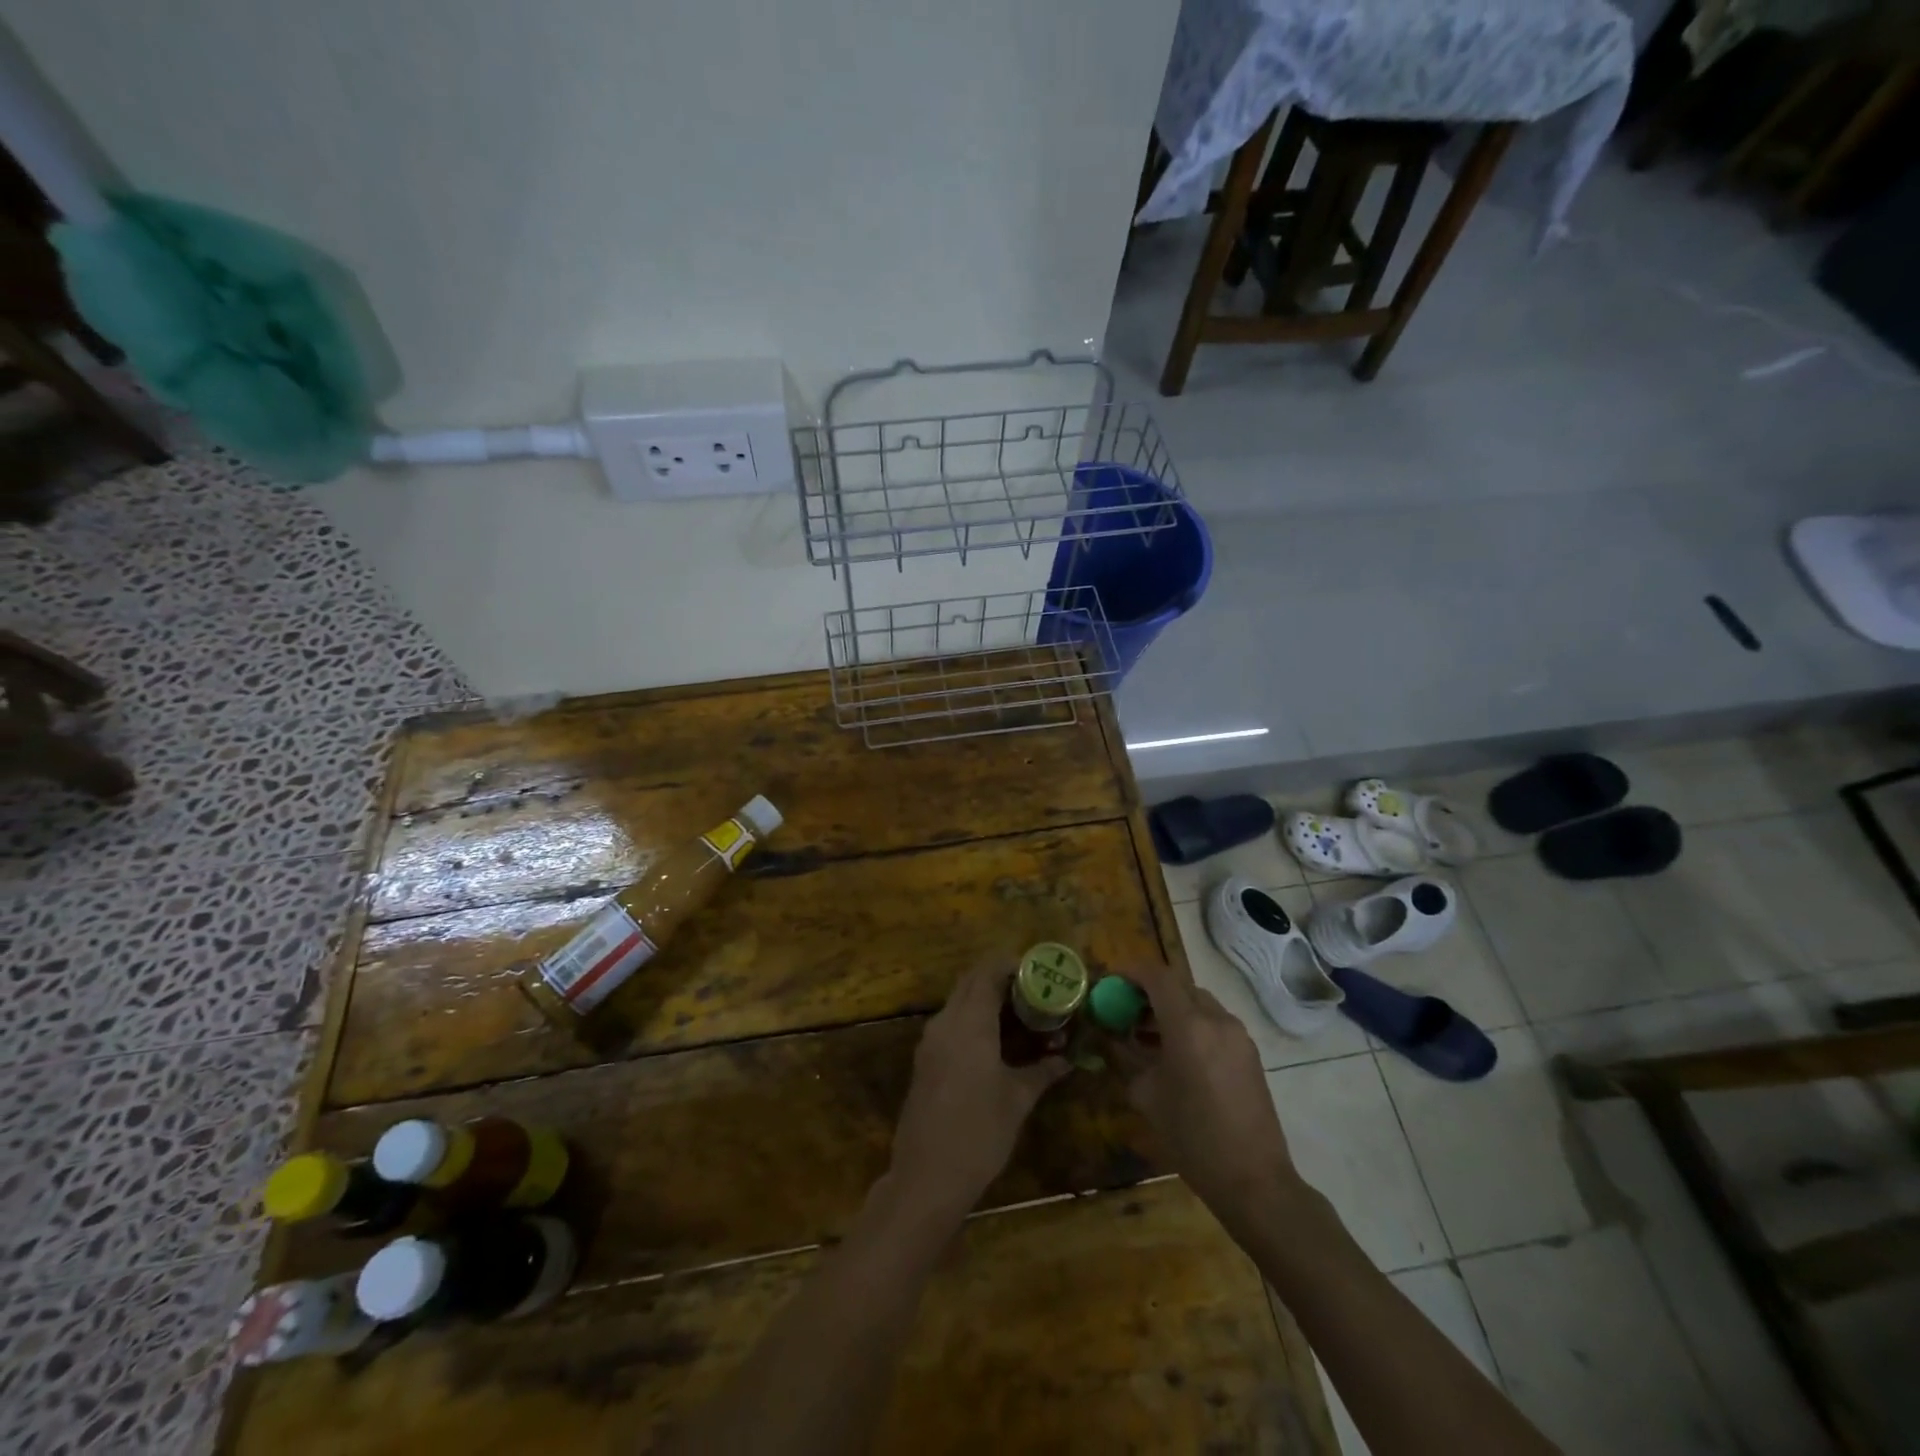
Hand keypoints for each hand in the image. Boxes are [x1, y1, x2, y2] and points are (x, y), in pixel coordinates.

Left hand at [887, 963, 1069, 1219]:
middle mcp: (946, 1022)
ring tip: (1019, 1014)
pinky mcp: (924, 1060)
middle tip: (1032, 990)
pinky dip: (972, 1019)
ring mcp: (930, 1041)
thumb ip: (1042, 1071)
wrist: (926, 1176)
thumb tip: (1067, 1059)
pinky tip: (995, 1041)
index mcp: (970, 1023)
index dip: (1010, 965)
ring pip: (958, 1002)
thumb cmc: (979, 1132)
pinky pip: (950, 1023)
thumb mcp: (1018, 1100)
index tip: (1037, 970)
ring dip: (984, 999)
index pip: (987, 972)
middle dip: (999, 978)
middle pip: (970, 982)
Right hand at [1112, 961, 1302, 1238]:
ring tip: (1147, 1035)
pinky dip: (1190, 1024)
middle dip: (1149, 992)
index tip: (1111, 983)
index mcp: (1188, 1026)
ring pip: (1197, 1002)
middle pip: (1178, 986)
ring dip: (1170, 1008)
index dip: (1131, 972)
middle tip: (1126, 1011)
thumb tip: (1110, 1036)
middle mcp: (1216, 1020)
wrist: (1254, 1180)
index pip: (1157, 976)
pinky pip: (1213, 1022)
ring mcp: (1237, 1035)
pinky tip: (1175, 1053)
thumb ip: (1125, 1057)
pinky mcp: (1249, 1052)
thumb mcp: (1146, 1095)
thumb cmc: (1192, 1137)